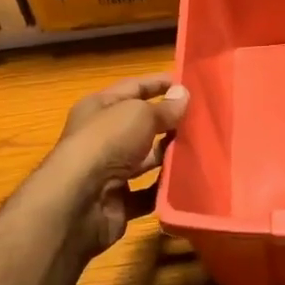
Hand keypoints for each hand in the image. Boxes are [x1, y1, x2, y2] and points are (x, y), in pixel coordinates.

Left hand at [45, 75, 188, 255]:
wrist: (79, 202)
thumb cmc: (106, 143)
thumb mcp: (139, 115)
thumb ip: (164, 108)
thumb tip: (183, 94)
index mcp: (99, 108)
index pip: (133, 88)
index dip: (159, 83)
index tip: (189, 83)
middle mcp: (102, 137)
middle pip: (141, 125)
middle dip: (170, 122)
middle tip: (204, 119)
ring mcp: (110, 171)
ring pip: (146, 159)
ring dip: (170, 155)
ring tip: (203, 149)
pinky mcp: (119, 200)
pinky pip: (148, 192)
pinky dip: (165, 188)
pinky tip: (189, 181)